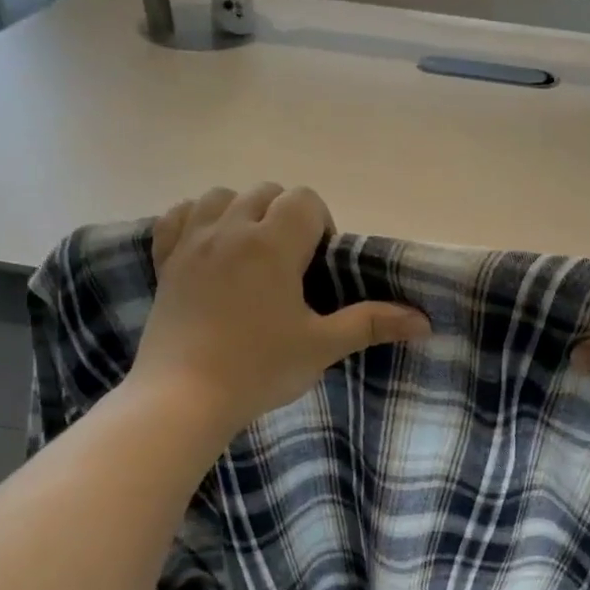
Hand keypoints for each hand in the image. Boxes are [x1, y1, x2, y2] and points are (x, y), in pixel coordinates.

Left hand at [126, 184, 429, 442]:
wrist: (184, 397)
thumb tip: (424, 321)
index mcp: (272, 244)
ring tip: (251, 255)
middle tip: (292, 267)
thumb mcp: (322, 346)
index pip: (305, 200)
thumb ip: (372, 324)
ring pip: (222, 196)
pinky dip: (198, 220)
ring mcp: (192, 242)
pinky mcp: (165, 261)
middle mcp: (230, 229)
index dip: (321, 225)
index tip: (319, 267)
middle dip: (286, 217)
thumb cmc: (260, 368)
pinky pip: (180, 215)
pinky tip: (209, 247)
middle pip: (266, 192)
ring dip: (243, 212)